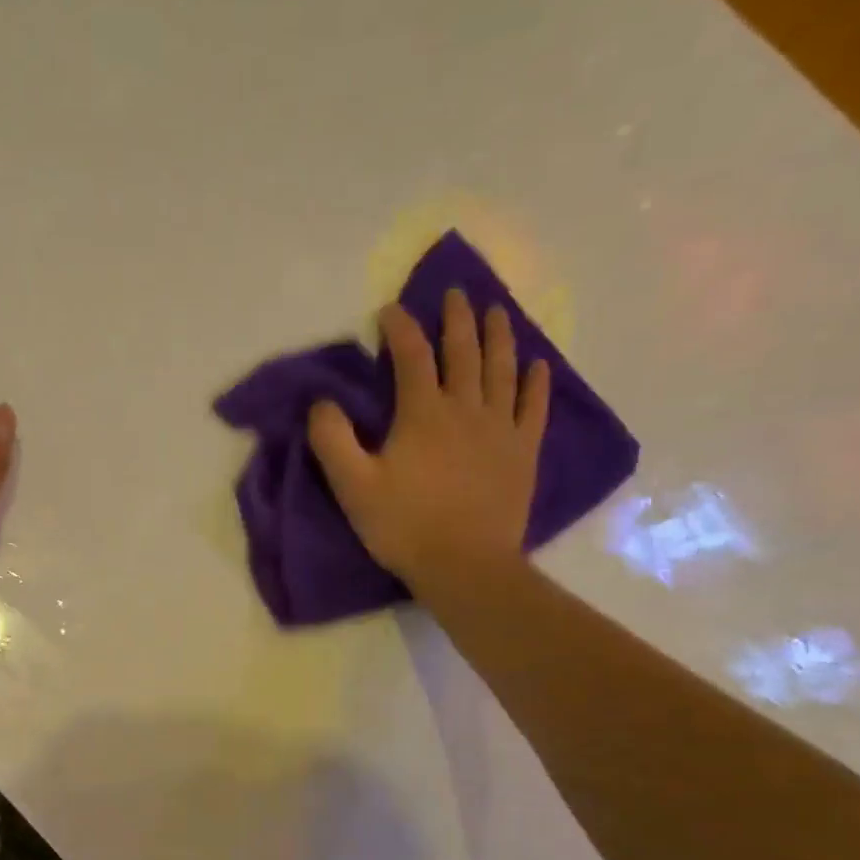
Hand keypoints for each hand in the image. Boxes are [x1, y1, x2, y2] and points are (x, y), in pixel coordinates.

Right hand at [308, 290, 548, 583]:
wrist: (464, 565)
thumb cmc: (403, 526)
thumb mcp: (351, 486)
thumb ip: (331, 439)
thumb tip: (322, 402)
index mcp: (422, 413)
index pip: (411, 355)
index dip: (400, 327)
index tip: (389, 310)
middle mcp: (466, 408)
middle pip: (463, 351)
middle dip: (457, 318)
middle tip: (455, 293)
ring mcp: (501, 428)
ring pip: (502, 369)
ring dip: (499, 335)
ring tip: (496, 311)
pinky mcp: (523, 451)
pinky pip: (535, 406)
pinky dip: (536, 381)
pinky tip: (537, 365)